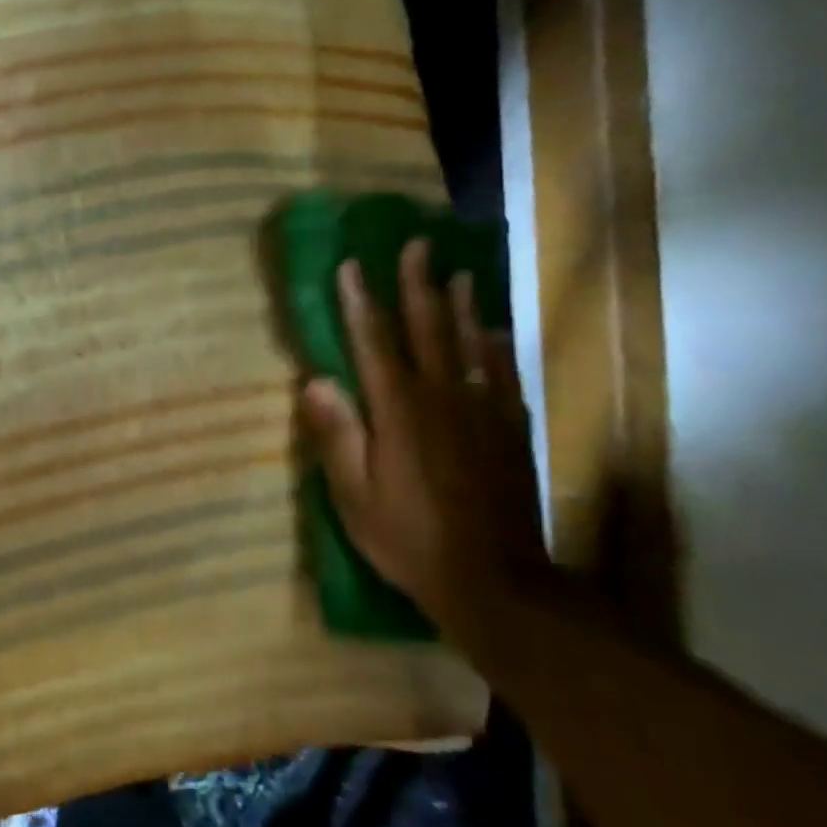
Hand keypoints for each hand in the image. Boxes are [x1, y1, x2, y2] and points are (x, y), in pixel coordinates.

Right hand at [299, 239, 547, 628]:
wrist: (496, 583)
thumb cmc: (409, 538)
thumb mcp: (354, 495)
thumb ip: (337, 435)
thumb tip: (314, 380)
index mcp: (400, 411)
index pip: (374, 343)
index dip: (361, 302)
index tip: (352, 265)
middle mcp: (444, 398)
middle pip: (429, 329)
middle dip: (419, 285)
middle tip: (417, 244)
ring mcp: (484, 412)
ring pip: (472, 345)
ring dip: (462, 306)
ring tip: (460, 274)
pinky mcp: (511, 432)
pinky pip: (504, 376)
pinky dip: (496, 348)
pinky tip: (493, 334)